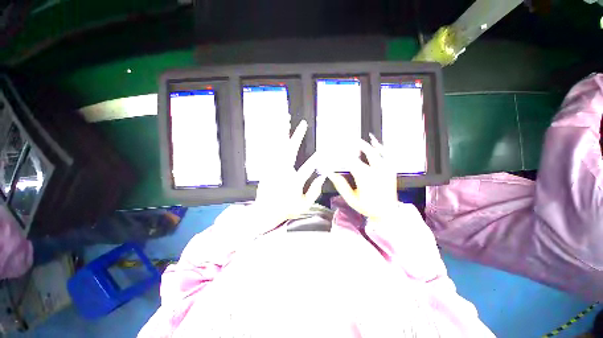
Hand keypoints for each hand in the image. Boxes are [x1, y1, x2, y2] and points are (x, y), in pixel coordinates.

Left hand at [253, 120, 326, 226]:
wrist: (264, 213)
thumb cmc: (286, 210)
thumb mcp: (304, 206)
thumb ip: (314, 192)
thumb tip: (322, 176)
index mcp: (293, 183)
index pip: (307, 168)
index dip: (316, 159)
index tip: (323, 150)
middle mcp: (282, 173)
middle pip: (290, 151)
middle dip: (297, 136)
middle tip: (303, 124)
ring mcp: (272, 169)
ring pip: (278, 147)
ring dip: (282, 133)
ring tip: (285, 119)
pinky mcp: (266, 168)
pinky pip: (270, 151)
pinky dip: (273, 140)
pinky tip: (276, 131)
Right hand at [327, 134, 397, 220]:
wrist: (388, 213)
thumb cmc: (368, 207)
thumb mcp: (351, 199)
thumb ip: (341, 185)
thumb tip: (331, 173)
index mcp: (366, 177)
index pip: (350, 161)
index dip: (340, 155)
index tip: (333, 151)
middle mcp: (377, 170)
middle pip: (362, 152)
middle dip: (350, 145)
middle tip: (341, 140)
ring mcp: (386, 168)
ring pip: (374, 151)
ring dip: (363, 144)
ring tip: (354, 139)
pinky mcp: (390, 169)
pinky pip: (385, 154)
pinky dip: (379, 146)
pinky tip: (373, 140)